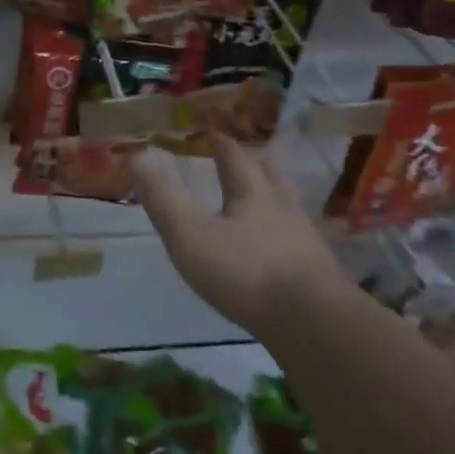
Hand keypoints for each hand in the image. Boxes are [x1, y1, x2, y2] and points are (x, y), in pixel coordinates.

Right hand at [129, 135, 345, 338]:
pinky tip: (284, 246)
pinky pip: (301, 239)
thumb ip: (162, 198)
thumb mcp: (190, 235)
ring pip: (290, 205)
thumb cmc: (245, 272)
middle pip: (270, 174)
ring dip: (276, 193)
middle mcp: (283, 208)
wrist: (314, 322)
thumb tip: (134, 155)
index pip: (235, 157)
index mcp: (252, 194)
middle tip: (247, 154)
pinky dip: (289, 232)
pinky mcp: (320, 272)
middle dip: (255, 161)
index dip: (220, 142)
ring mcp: (306, 240)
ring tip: (268, 194)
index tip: (211, 130)